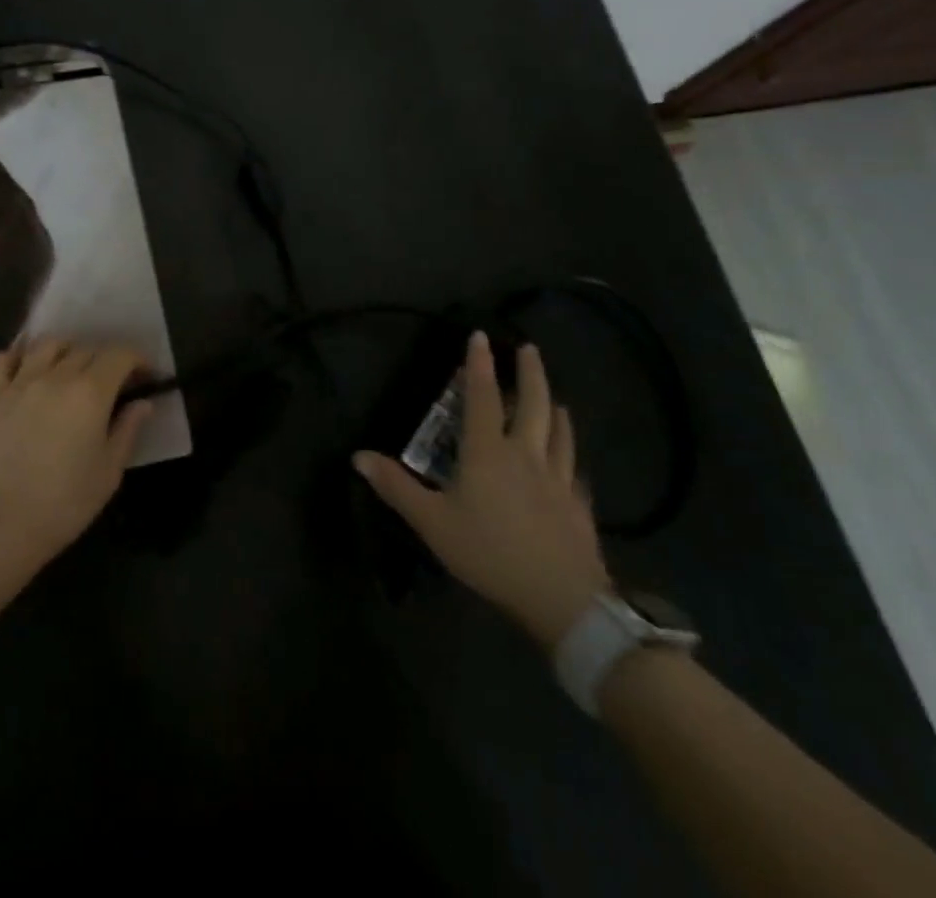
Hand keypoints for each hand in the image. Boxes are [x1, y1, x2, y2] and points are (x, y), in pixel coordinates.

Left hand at [0, 338, 154, 576]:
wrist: (4, 523)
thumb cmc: (66, 502)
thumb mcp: (110, 471)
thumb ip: (128, 429)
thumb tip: (143, 403)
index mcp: (91, 392)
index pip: (120, 355)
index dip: (137, 360)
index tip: (146, 376)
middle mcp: (56, 375)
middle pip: (87, 349)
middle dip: (106, 360)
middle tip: (112, 383)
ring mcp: (20, 382)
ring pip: (48, 345)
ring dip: (66, 352)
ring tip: (70, 372)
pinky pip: (4, 359)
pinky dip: (18, 358)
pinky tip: (27, 373)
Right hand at [355, 332, 610, 648]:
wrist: (561, 598)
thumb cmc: (489, 553)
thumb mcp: (432, 522)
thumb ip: (396, 487)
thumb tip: (358, 456)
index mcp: (488, 453)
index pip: (481, 398)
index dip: (479, 365)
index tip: (480, 336)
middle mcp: (525, 455)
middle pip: (532, 405)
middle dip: (530, 373)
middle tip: (529, 348)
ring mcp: (556, 479)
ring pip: (559, 432)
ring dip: (554, 408)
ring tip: (554, 396)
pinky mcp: (577, 505)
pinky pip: (573, 467)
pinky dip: (569, 451)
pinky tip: (570, 458)